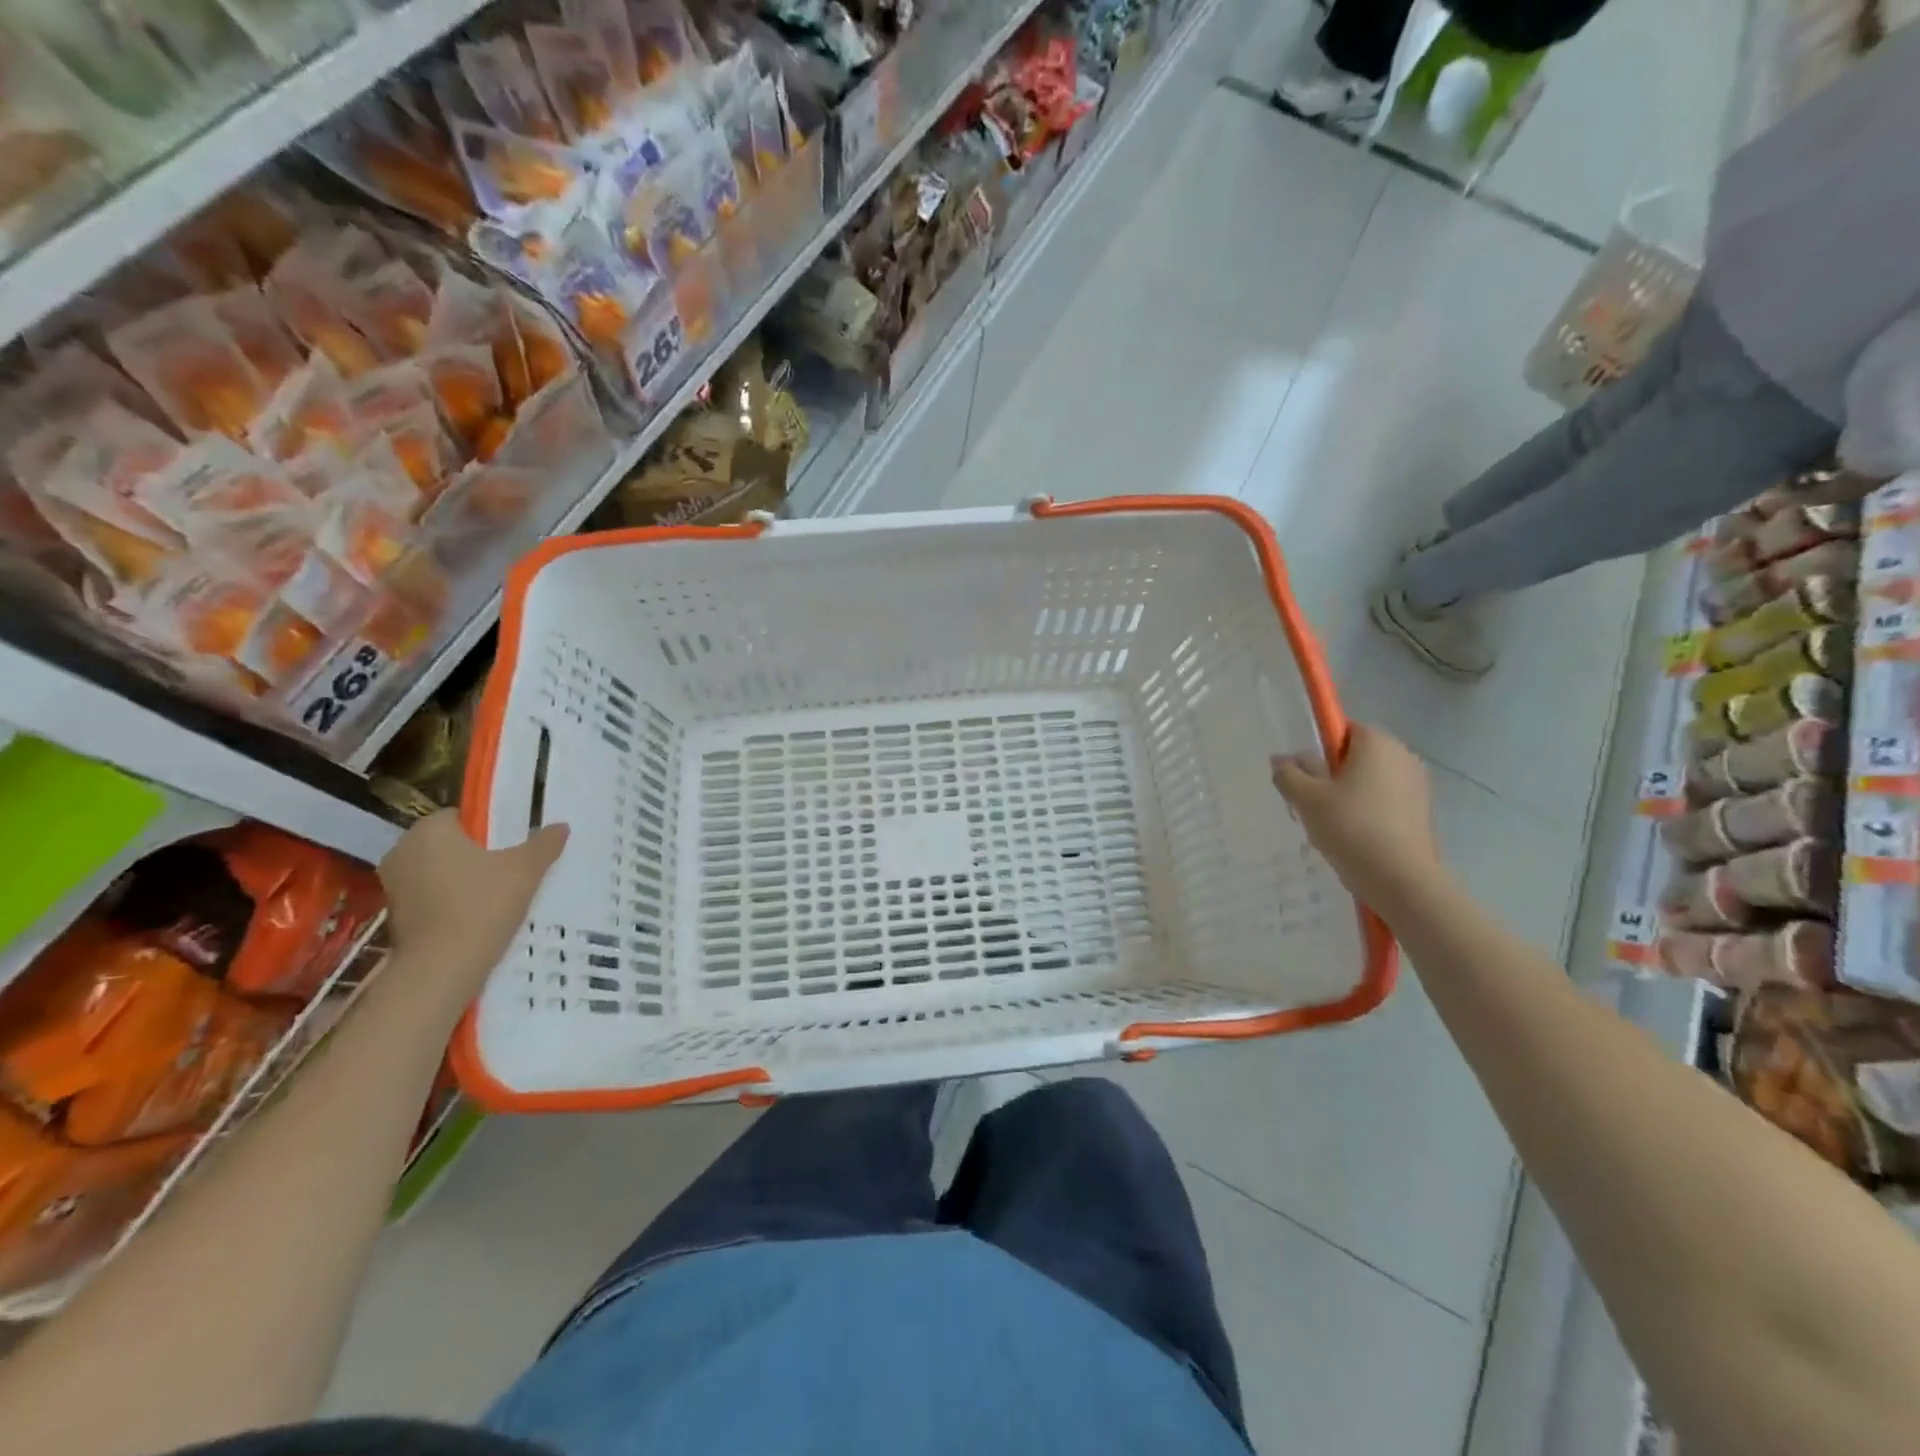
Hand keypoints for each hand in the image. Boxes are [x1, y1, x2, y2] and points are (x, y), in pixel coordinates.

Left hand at [378, 812, 568, 975]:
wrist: (442, 968)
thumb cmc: (482, 905)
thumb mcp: (526, 870)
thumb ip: (544, 844)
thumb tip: (561, 826)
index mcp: (429, 830)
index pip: (461, 816)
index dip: (489, 828)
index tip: (512, 845)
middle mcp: (402, 850)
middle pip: (448, 843)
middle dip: (475, 853)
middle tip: (510, 868)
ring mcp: (393, 884)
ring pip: (438, 870)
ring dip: (462, 878)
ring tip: (497, 893)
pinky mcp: (394, 914)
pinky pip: (430, 896)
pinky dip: (450, 901)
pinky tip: (477, 915)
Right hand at [1271, 724, 1443, 908]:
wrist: (1401, 880)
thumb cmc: (1351, 828)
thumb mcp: (1306, 799)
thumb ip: (1288, 774)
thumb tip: (1281, 759)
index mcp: (1377, 743)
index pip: (1341, 729)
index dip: (1318, 750)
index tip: (1306, 777)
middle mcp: (1403, 755)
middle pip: (1356, 756)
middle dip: (1331, 774)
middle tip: (1311, 803)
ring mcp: (1417, 785)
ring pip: (1369, 781)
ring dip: (1348, 796)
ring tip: (1330, 825)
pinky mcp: (1422, 812)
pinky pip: (1384, 801)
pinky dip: (1367, 812)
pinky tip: (1353, 838)